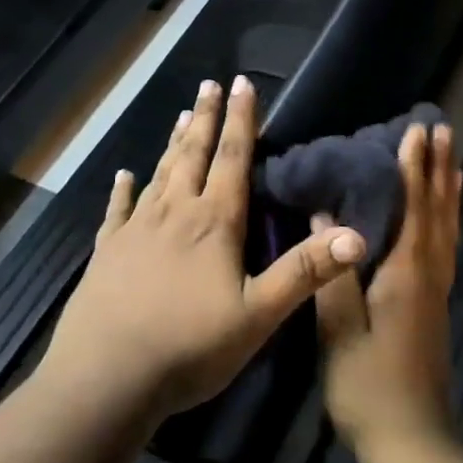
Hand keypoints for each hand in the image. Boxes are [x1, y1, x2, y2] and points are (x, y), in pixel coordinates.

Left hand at [46, 76, 368, 418]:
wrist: (106, 379)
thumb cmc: (189, 346)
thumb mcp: (259, 314)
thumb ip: (305, 272)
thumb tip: (355, 234)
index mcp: (214, 222)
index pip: (233, 159)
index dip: (242, 120)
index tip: (242, 84)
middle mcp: (174, 213)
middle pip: (193, 155)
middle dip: (207, 118)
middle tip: (209, 85)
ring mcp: (135, 230)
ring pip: (160, 175)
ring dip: (173, 144)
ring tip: (182, 116)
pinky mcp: (107, 252)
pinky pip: (116, 211)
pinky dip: (122, 190)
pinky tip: (123, 175)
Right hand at [314, 123, 462, 461]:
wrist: (415, 441)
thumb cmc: (370, 387)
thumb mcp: (340, 333)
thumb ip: (333, 274)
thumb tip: (323, 219)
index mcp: (406, 275)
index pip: (413, 208)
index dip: (413, 168)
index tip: (415, 131)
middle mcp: (429, 274)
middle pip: (438, 210)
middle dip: (438, 168)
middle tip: (441, 129)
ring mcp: (436, 291)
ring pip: (447, 228)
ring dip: (448, 189)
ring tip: (450, 159)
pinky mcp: (435, 306)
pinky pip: (447, 246)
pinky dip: (448, 220)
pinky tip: (442, 218)